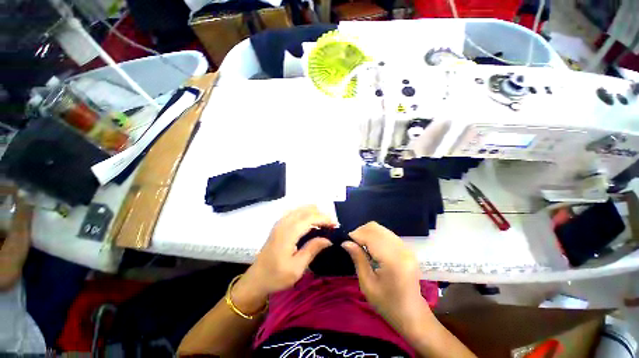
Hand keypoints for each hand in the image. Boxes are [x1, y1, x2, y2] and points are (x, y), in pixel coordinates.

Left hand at [232, 206, 335, 312]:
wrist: (256, 279)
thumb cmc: (276, 276)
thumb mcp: (297, 268)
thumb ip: (312, 250)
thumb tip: (328, 239)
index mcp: (288, 233)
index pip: (310, 218)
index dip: (324, 218)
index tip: (335, 224)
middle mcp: (284, 223)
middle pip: (305, 210)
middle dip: (320, 214)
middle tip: (331, 223)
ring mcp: (280, 222)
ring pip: (300, 209)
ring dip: (313, 212)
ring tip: (324, 222)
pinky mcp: (279, 225)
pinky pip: (295, 212)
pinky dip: (306, 213)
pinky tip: (311, 222)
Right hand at [342, 222, 431, 337]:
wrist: (412, 314)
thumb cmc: (387, 304)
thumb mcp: (367, 284)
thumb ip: (358, 259)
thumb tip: (345, 242)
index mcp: (392, 260)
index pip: (370, 235)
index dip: (355, 235)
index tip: (345, 242)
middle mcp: (401, 249)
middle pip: (375, 228)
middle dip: (360, 232)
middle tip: (352, 244)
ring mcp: (406, 247)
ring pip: (380, 229)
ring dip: (367, 233)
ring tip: (361, 246)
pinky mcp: (406, 248)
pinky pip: (386, 234)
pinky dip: (375, 236)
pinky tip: (371, 248)